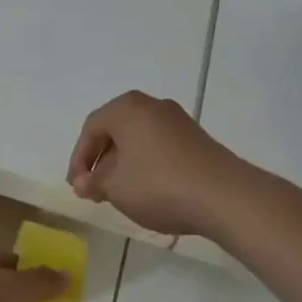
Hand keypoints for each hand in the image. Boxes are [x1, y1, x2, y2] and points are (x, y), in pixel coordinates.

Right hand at [68, 90, 251, 238]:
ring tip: (121, 192)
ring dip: (124, 163)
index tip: (77, 186)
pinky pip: (160, 145)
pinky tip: (149, 189)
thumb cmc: (159, 185)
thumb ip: (94, 182)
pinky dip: (147, 163)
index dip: (79, 159)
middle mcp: (151, 105)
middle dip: (102, 159)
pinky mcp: (197, 138)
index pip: (91, 128)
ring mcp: (177, 120)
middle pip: (116, 129)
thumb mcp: (116, 188)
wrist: (224, 196)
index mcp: (126, 108)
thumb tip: (82, 182)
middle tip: (95, 188)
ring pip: (139, 138)